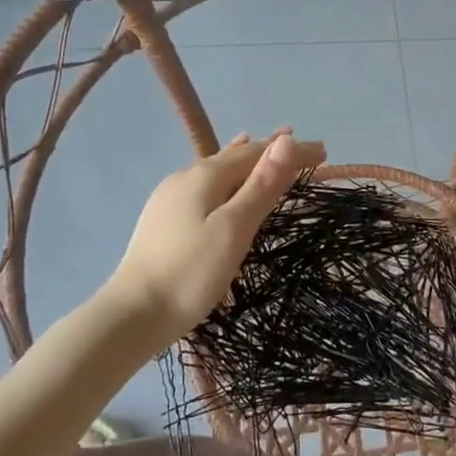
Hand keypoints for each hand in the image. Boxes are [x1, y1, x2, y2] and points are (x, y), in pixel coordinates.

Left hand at [104, 130, 324, 339]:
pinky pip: (204, 183)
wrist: (131, 315)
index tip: (323, 150)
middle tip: (300, 146)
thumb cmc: (191, 273)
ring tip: (262, 146)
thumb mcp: (234, 228)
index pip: (258, 153)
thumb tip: (287, 139)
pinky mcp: (163, 217)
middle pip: (236, 156)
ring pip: (217, 168)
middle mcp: (186, 176)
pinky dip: (226, 176)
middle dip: (270, 151)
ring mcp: (170, 196)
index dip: (291, 151)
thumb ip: (261, 185)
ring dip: (246, 160)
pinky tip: (221, 182)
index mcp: (205, 175)